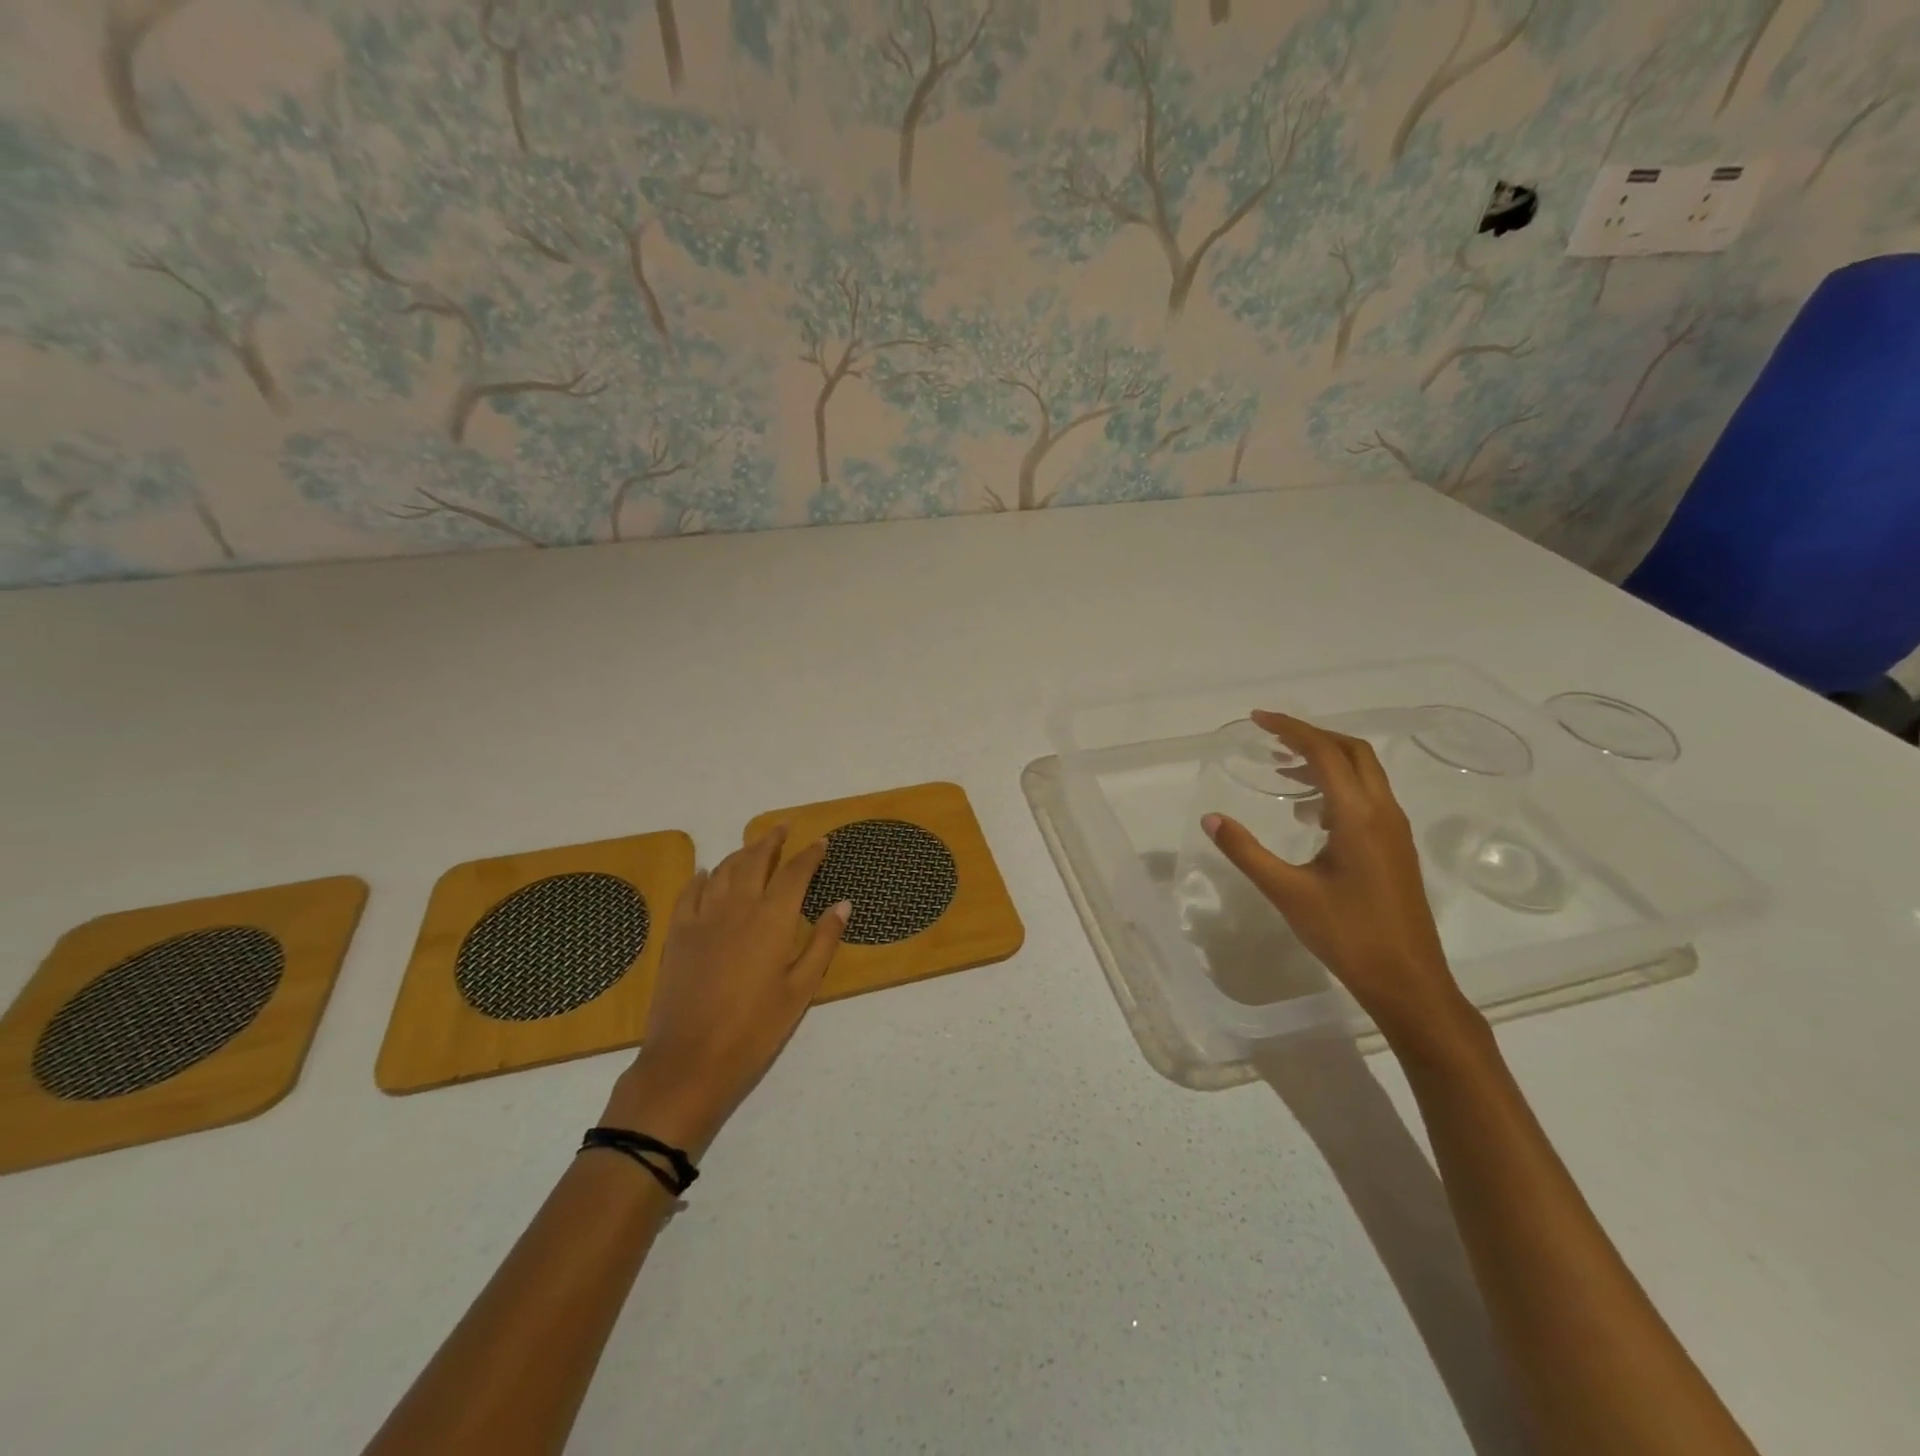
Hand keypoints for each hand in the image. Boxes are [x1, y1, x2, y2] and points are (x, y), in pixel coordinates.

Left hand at [602, 827, 848, 1157]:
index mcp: (773, 918)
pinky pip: (691, 892)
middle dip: (772, 840)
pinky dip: (703, 876)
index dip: (810, 854)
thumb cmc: (755, 1028)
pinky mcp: (678, 933)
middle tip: (784, 827)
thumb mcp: (801, 989)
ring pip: (724, 870)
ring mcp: (703, 917)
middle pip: (756, 859)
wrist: (690, 1060)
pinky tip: (708, 873)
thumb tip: (843, 905)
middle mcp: (738, 906)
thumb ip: (822, 942)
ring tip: (754, 846)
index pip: (796, 873)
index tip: (821, 842)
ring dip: (742, 852)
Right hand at [1202, 710, 1470, 1042]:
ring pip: (1364, 774)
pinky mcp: (1395, 847)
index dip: (1291, 729)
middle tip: (1271, 737)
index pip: (1325, 753)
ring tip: (1283, 769)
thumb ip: (1246, 851)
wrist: (1408, 980)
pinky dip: (1337, 786)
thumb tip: (1211, 818)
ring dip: (1326, 760)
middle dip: (1312, 736)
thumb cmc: (1347, 934)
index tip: (1258, 720)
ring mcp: (1394, 830)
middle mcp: (1383, 812)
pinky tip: (1309, 813)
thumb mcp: (1287, 892)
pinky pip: (1367, 797)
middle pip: (1352, 752)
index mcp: (1358, 816)